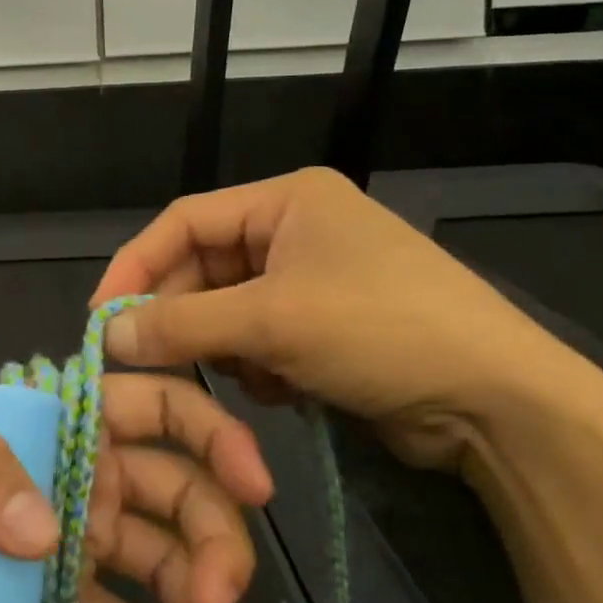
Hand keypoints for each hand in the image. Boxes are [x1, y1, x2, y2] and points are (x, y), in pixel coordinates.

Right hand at [90, 166, 602, 472]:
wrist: (499, 403)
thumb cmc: (381, 331)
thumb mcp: (272, 321)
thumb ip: (181, 323)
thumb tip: (106, 334)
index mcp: (286, 200)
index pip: (184, 221)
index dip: (136, 265)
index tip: (102, 316)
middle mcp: (296, 229)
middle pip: (205, 268)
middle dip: (183, 317)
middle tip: (150, 361)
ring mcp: (314, 279)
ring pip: (229, 310)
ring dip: (226, 347)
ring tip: (253, 376)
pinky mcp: (326, 326)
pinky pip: (260, 338)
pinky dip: (259, 366)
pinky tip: (286, 389)